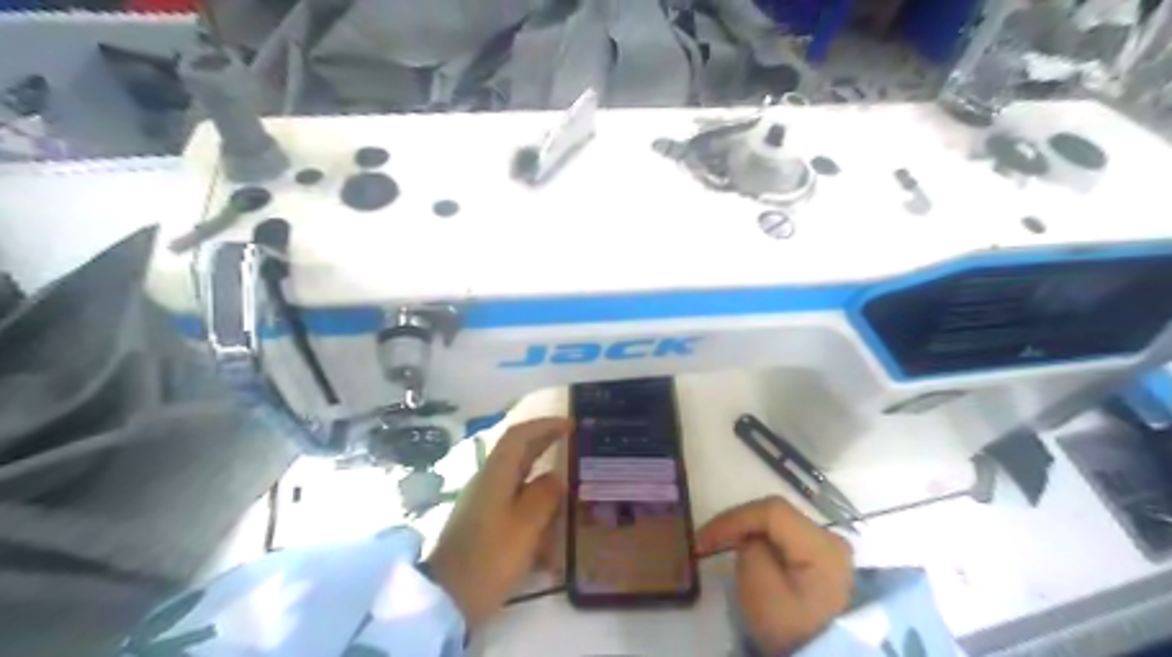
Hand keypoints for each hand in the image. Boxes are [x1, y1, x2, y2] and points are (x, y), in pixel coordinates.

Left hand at [427, 418, 572, 634]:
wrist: (449, 599)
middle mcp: (488, 481)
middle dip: (544, 442)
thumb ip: (545, 495)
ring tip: (568, 478)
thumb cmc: (491, 557)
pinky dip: (534, 500)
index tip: (570, 424)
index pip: (519, 436)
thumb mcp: (526, 525)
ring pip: (517, 477)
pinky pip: (514, 501)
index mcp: (496, 474)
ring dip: (541, 471)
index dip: (544, 425)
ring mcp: (484, 503)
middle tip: (574, 442)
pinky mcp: (485, 523)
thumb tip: (556, 477)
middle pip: (517, 452)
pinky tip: (550, 519)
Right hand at [694, 495, 851, 654]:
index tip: (705, 536)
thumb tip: (749, 539)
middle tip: (708, 537)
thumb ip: (750, 549)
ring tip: (720, 541)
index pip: (772, 511)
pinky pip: (785, 537)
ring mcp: (828, 547)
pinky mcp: (820, 558)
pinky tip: (744, 548)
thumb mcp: (760, 588)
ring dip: (747, 529)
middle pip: (776, 514)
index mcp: (821, 544)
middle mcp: (830, 537)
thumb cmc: (788, 625)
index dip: (735, 517)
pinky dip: (761, 539)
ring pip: (779, 523)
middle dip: (739, 522)